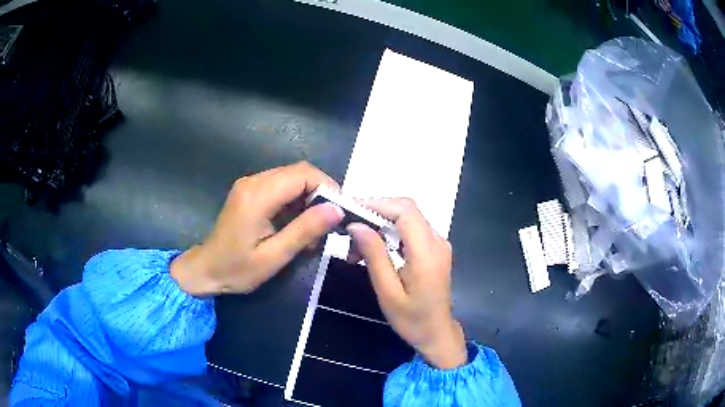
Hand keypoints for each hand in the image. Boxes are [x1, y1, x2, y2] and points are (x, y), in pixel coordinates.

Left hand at [171, 162, 343, 295]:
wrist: (205, 270)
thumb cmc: (237, 269)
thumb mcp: (273, 257)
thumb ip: (304, 231)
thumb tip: (337, 210)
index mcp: (258, 195)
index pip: (303, 174)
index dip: (327, 187)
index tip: (339, 212)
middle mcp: (253, 182)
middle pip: (299, 172)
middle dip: (320, 194)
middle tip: (329, 224)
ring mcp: (250, 185)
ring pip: (292, 178)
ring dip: (308, 199)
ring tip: (313, 230)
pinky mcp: (250, 192)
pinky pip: (281, 187)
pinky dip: (296, 202)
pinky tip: (297, 226)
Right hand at [347, 198, 466, 369]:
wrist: (437, 333)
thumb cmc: (412, 319)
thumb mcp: (388, 292)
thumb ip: (374, 256)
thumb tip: (356, 226)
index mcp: (427, 252)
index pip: (404, 211)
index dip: (376, 203)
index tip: (349, 209)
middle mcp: (437, 241)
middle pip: (406, 209)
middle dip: (374, 211)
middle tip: (348, 227)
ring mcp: (437, 243)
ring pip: (406, 217)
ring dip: (379, 223)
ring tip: (355, 246)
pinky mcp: (433, 249)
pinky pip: (410, 230)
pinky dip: (388, 233)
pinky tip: (372, 249)